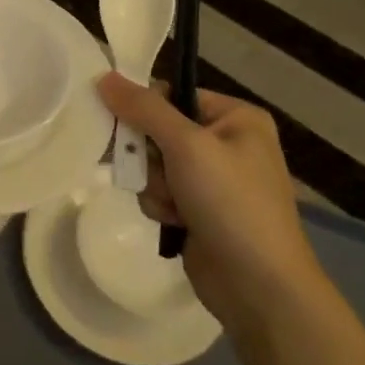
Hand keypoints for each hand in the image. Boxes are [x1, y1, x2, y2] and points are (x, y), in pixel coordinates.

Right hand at [97, 75, 320, 328]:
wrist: (260, 288)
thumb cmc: (231, 203)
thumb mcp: (187, 145)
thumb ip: (144, 109)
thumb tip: (104, 76)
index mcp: (236, 117)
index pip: (173, 95)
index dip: (145, 110)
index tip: (125, 126)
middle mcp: (227, 143)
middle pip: (159, 131)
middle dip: (150, 157)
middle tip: (153, 171)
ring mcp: (214, 180)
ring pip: (156, 165)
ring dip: (155, 185)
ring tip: (175, 207)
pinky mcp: (201, 211)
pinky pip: (162, 193)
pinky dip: (163, 206)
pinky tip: (177, 224)